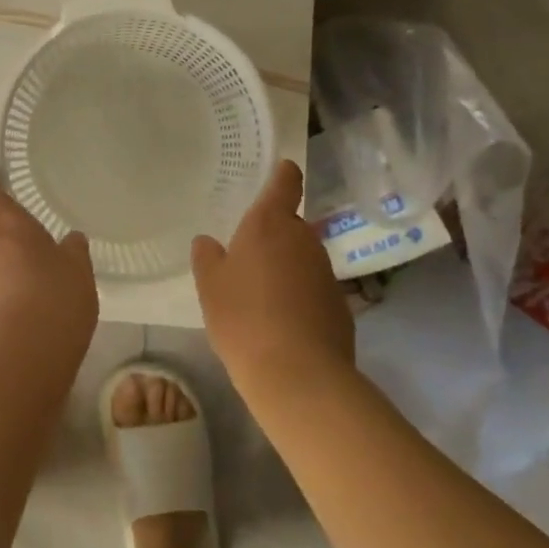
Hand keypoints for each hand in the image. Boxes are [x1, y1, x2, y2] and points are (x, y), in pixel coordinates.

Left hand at [0, 170, 99, 360]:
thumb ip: (73, 251)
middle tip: (37, 262)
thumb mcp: (78, 271)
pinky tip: (21, 333)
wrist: (21, 360)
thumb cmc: (55, 299)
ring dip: (5, 282)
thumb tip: (70, 240)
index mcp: (7, 229)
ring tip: (35, 304)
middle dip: (9, 248)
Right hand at [192, 160, 353, 406]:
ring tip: (260, 298)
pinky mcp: (341, 305)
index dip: (282, 175)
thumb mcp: (210, 285)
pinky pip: (313, 289)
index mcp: (270, 223)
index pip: (285, 182)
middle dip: (272, 237)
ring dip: (286, 268)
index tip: (279, 173)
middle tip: (246, 260)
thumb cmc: (243, 317)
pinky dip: (299, 297)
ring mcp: (326, 272)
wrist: (297, 374)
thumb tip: (209, 242)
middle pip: (290, 225)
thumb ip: (207, 257)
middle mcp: (304, 239)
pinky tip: (282, 325)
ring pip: (302, 258)